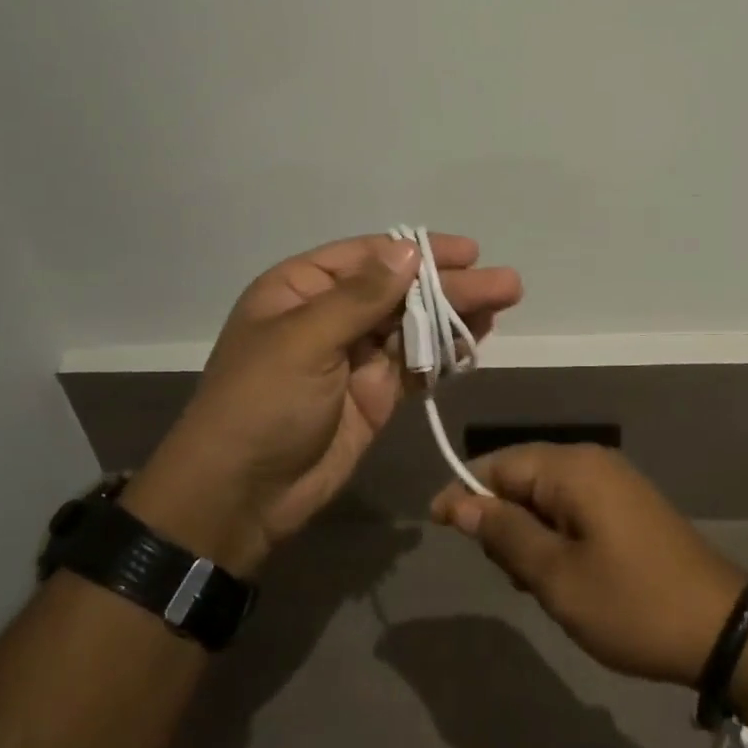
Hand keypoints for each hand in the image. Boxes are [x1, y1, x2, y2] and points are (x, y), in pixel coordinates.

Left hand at [125, 234, 521, 572]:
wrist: (241, 496)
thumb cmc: (261, 404)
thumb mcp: (304, 341)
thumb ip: (361, 297)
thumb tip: (408, 250)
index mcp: (301, 290)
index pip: (368, 257)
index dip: (419, 251)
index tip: (467, 252)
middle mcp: (330, 316)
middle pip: (400, 290)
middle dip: (451, 285)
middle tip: (505, 282)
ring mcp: (356, 357)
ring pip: (414, 325)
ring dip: (457, 314)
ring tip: (505, 300)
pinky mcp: (376, 394)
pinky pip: (417, 364)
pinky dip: (446, 352)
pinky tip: (477, 339)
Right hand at [430, 445, 745, 685]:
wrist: (721, 628)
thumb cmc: (631, 603)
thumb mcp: (557, 576)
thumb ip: (505, 533)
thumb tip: (459, 502)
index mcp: (573, 469)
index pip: (500, 464)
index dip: (464, 491)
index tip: (435, 524)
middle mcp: (593, 462)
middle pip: (523, 476)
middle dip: (500, 517)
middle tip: (502, 571)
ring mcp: (615, 483)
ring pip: (547, 495)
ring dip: (528, 532)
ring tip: (534, 582)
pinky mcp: (628, 506)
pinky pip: (574, 508)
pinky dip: (555, 535)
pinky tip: (561, 575)